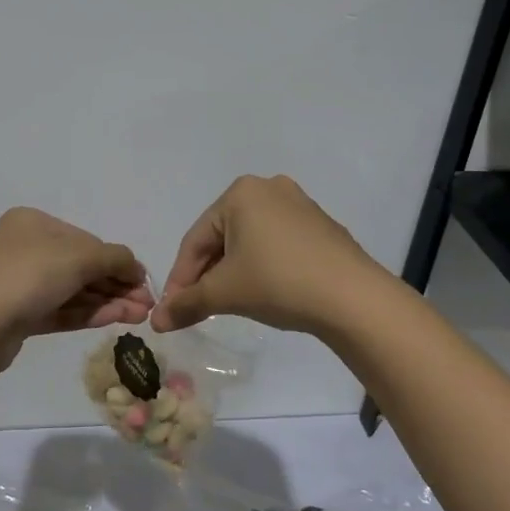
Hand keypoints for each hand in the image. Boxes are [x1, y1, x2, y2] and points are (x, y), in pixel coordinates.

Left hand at [0, 208, 152, 367]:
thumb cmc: (28, 276)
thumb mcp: (79, 257)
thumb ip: (114, 258)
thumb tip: (136, 267)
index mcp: (33, 223)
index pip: (85, 240)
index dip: (117, 261)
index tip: (143, 282)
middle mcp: (25, 247)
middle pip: (81, 266)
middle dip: (116, 285)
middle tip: (147, 306)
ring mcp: (20, 282)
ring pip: (73, 290)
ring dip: (108, 301)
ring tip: (140, 317)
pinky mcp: (20, 314)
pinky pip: (60, 308)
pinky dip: (88, 313)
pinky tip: (116, 319)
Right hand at [151, 175, 387, 335]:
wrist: (354, 299)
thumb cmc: (278, 282)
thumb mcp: (225, 293)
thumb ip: (186, 304)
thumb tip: (155, 321)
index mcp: (240, 193)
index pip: (195, 240)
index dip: (179, 278)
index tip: (170, 310)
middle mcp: (268, 188)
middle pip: (221, 237)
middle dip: (206, 274)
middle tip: (197, 308)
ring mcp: (299, 205)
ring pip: (249, 242)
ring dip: (232, 272)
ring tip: (227, 303)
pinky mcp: (321, 227)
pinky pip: (276, 245)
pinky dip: (261, 267)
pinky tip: (263, 292)